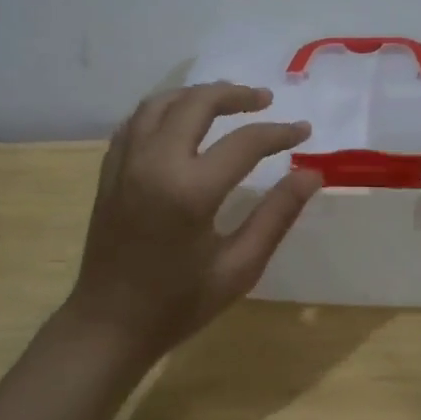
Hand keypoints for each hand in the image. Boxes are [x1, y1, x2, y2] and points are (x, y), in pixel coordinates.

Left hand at [66, 82, 321, 361]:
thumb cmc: (178, 304)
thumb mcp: (239, 268)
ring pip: (161, 103)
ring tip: (225, 102)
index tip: (303, 130)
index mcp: (189, 190)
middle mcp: (154, 163)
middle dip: (235, 95)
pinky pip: (136, 121)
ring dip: (196, 95)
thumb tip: (311, 174)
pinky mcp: (109, 171)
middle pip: (197, 103)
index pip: (245, 142)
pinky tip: (180, 122)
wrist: (109, 325)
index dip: (279, 132)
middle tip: (264, 100)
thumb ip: (276, 215)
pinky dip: (163, 110)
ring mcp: (125, 163)